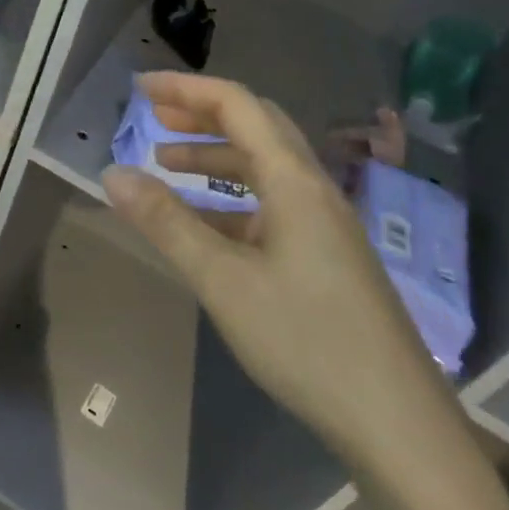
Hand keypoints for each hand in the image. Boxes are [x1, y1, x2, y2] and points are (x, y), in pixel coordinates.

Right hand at [102, 72, 451, 467]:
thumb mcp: (223, 280)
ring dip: (215, 158)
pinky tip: (203, 225)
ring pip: (264, 168)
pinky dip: (231, 200)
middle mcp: (313, 189)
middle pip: (256, 128)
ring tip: (165, 165)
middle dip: (202, 116)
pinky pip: (271, 206)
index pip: (238, 106)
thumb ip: (166, 223)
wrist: (395, 422)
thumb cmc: (306, 340)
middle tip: (154, 118)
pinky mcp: (325, 256)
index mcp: (294, 180)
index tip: (140, 87)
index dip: (187, 89)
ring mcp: (324, 224)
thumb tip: (113, 173)